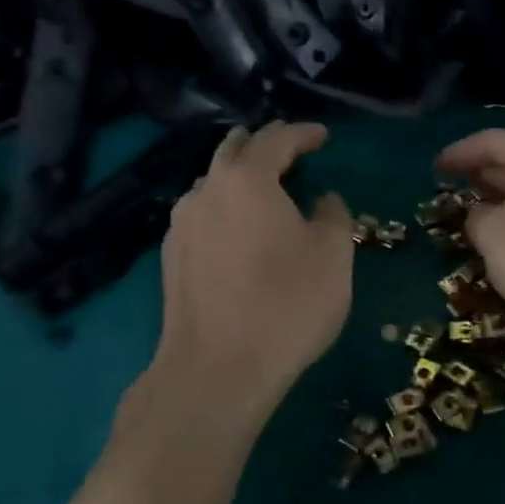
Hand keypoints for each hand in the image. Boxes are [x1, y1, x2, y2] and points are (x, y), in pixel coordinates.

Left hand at [150, 122, 353, 425]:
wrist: (217, 370)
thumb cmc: (287, 304)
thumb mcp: (333, 255)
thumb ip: (333, 214)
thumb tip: (323, 199)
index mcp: (247, 178)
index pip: (277, 139)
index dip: (303, 133)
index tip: (323, 136)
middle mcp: (206, 189)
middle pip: (234, 149)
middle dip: (263, 143)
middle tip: (290, 149)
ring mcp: (181, 223)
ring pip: (212, 181)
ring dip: (239, 175)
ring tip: (264, 187)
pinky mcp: (170, 257)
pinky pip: (201, 213)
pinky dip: (224, 206)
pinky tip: (236, 227)